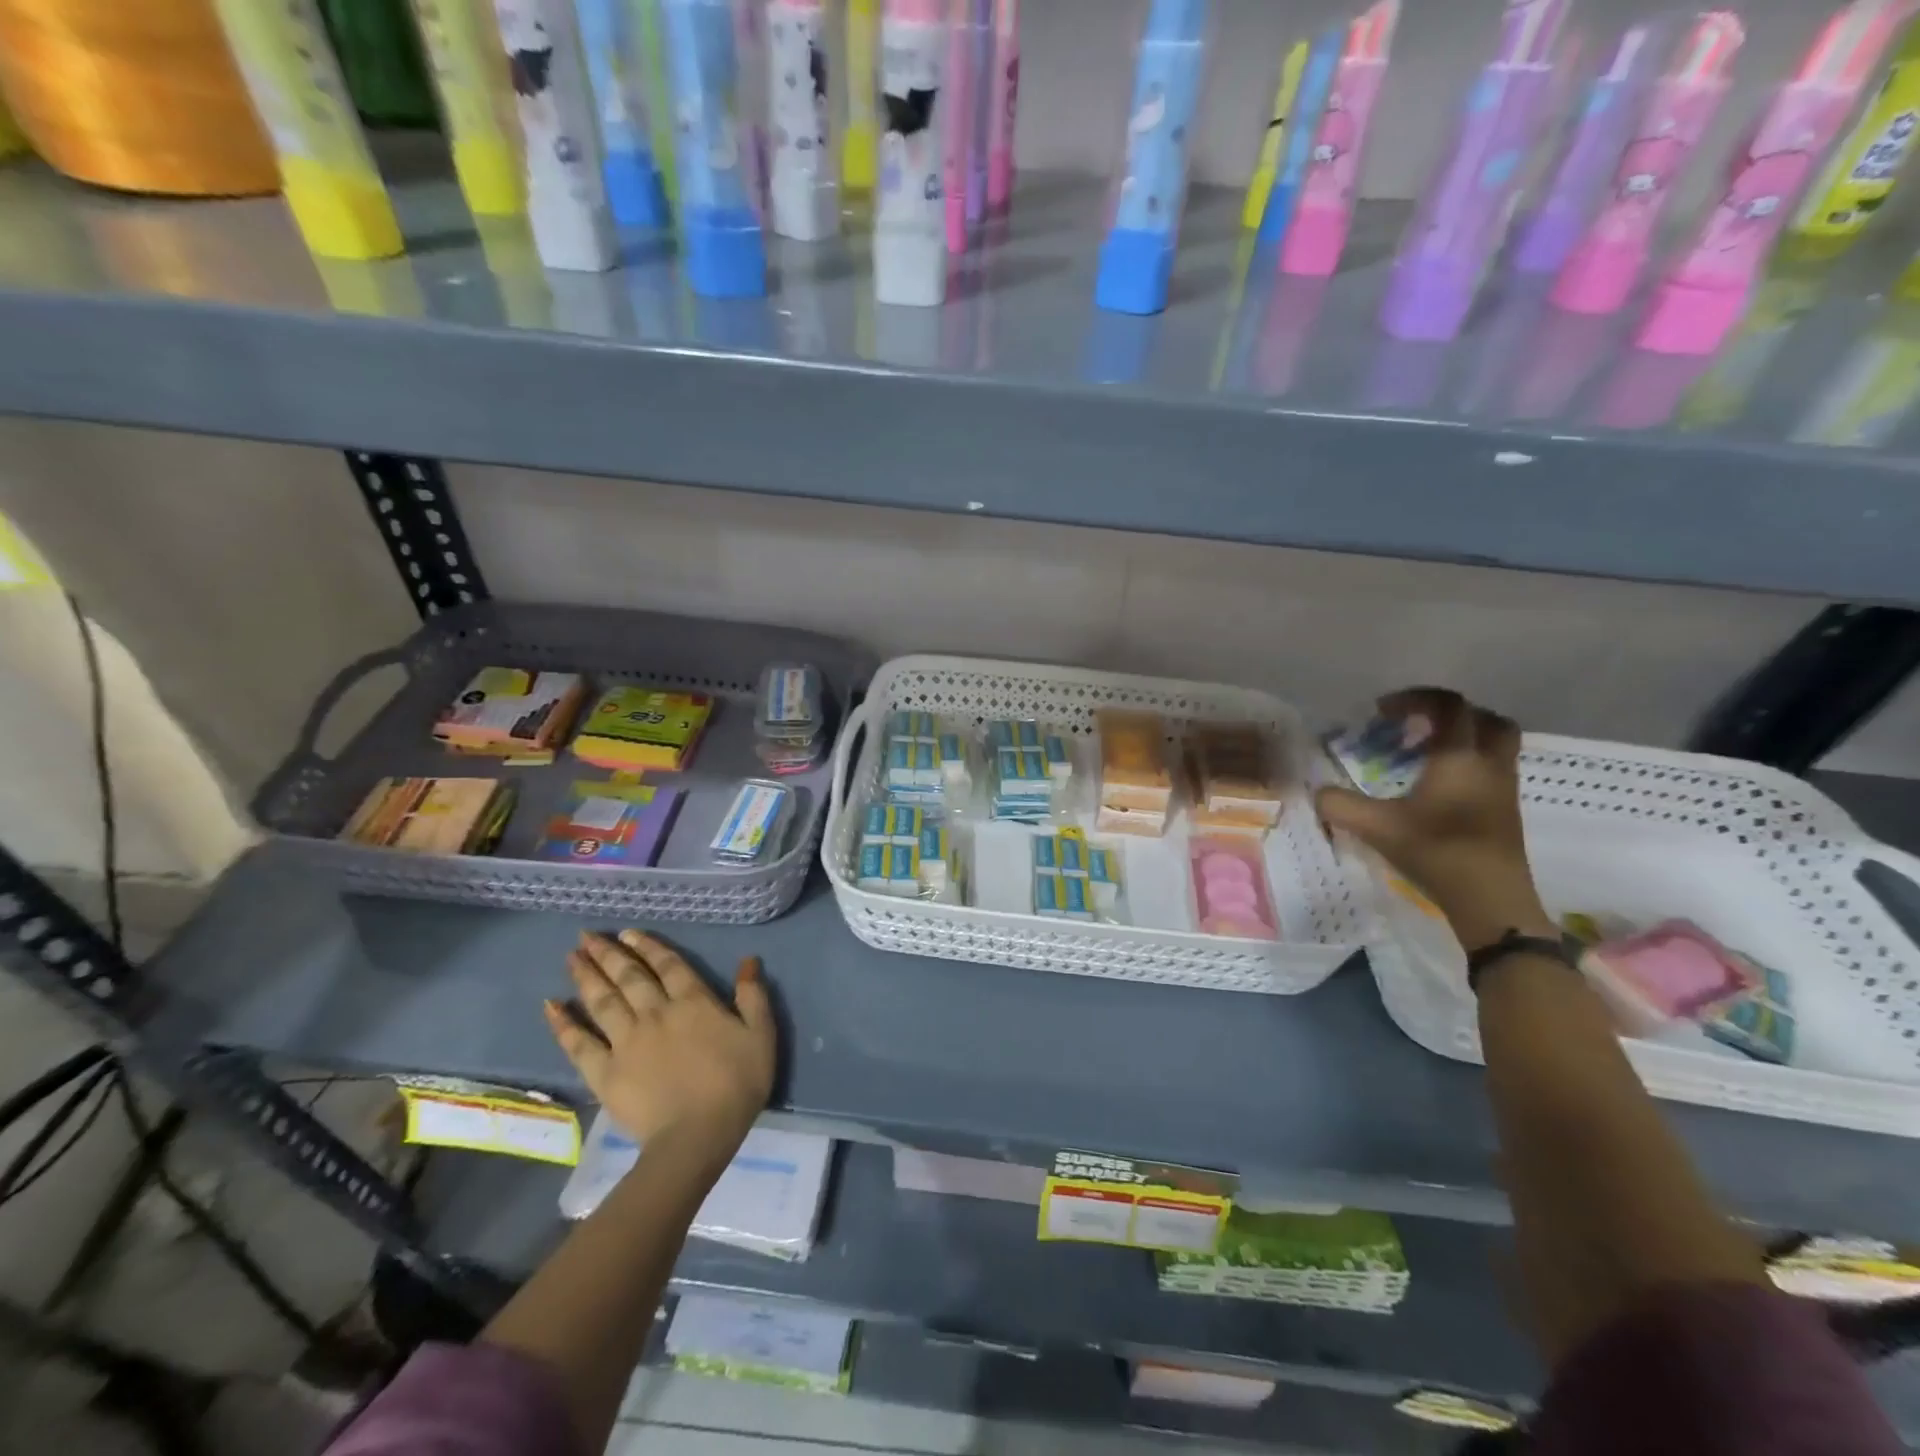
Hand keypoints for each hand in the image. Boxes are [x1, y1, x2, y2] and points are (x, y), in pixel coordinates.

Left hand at [544, 931, 775, 1155]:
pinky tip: (551, 1006)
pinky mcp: (605, 1072)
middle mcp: (655, 1012)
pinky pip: (579, 1043)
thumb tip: (748, 961)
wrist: (697, 1136)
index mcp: (693, 1001)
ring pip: (602, 1001)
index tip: (627, 932)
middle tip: (586, 936)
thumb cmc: (736, 1084)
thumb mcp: (761, 1035)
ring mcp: (626, 1041)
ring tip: (571, 957)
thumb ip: (753, 996)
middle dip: (608, 953)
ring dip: (586, 976)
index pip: (668, 964)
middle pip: (629, 976)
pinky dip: (564, 1024)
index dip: (648, 946)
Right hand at [1315, 688, 1555, 950]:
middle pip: (1482, 718)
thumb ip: (1340, 805)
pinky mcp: (1506, 811)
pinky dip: (1467, 765)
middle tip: (1415, 726)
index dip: (1415, 699)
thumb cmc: (1437, 851)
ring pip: (1493, 744)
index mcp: (1459, 757)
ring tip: (1425, 755)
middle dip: (1448, 714)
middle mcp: (1488, 763)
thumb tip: (1317, 793)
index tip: (1382, 712)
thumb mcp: (1376, 827)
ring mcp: (1503, 788)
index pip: (1448, 706)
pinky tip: (1438, 788)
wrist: (1492, 900)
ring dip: (1462, 739)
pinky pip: (1491, 770)